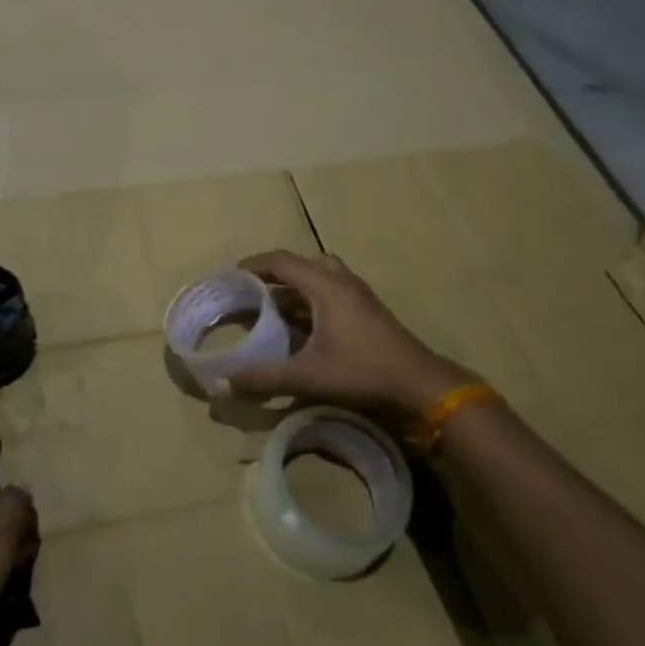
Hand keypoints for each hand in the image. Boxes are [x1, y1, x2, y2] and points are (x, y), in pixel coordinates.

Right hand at [227, 250, 476, 417]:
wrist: (420, 385)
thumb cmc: (363, 372)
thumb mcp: (308, 377)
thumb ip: (265, 378)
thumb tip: (224, 381)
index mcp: (325, 286)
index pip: (281, 261)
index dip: (253, 265)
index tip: (230, 278)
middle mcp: (341, 281)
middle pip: (300, 263)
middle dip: (272, 274)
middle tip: (251, 293)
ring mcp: (358, 293)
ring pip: (318, 274)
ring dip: (294, 285)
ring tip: (273, 307)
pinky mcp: (367, 308)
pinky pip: (330, 288)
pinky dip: (310, 297)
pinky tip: (302, 325)